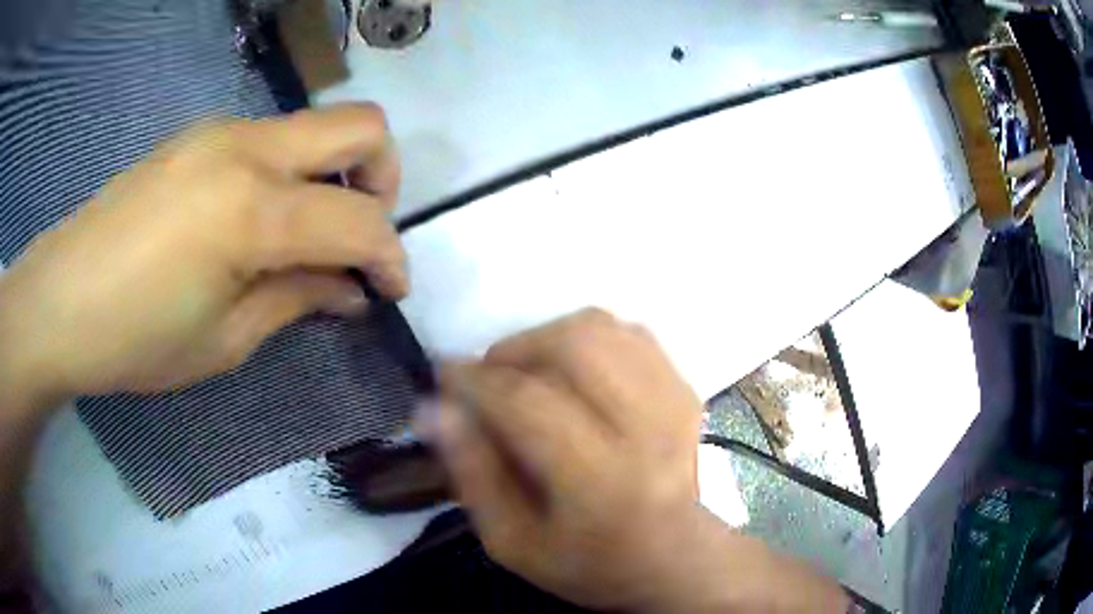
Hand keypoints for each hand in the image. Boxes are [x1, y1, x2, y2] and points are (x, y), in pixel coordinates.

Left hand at [0, 103, 405, 403]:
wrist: (61, 300)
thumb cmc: (136, 339)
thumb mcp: (225, 341)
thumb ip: (297, 300)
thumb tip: (350, 289)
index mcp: (252, 210)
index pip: (360, 219)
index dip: (391, 257)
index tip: (392, 290)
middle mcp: (247, 148)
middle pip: (361, 124)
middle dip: (384, 178)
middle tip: (361, 234)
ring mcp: (220, 132)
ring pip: (315, 126)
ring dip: (333, 174)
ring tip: (305, 236)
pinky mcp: (198, 135)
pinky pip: (270, 138)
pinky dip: (290, 172)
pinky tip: (256, 221)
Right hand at [421, 309, 848, 611]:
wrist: (674, 560)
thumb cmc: (588, 563)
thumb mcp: (512, 542)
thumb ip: (472, 474)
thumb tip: (435, 407)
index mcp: (601, 484)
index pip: (529, 403)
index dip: (475, 379)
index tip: (443, 374)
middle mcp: (647, 431)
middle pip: (575, 344)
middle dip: (515, 348)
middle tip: (490, 377)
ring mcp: (675, 403)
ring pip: (604, 328)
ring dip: (549, 338)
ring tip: (528, 373)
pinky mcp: (686, 390)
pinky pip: (630, 334)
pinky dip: (589, 340)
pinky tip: (573, 373)